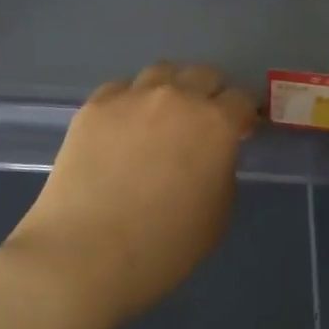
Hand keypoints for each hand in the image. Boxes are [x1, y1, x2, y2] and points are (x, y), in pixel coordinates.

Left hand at [7, 62, 256, 328]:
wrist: (84, 255)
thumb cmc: (163, 248)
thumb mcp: (217, 217)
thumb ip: (221, 172)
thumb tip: (211, 155)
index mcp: (215, 124)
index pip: (241, 99)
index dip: (244, 114)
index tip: (241, 130)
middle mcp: (176, 97)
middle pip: (203, 75)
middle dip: (211, 93)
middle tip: (206, 121)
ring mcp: (131, 98)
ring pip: (161, 72)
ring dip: (172, 87)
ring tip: (164, 115)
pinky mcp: (94, 106)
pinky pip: (121, 90)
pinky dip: (131, 101)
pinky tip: (124, 126)